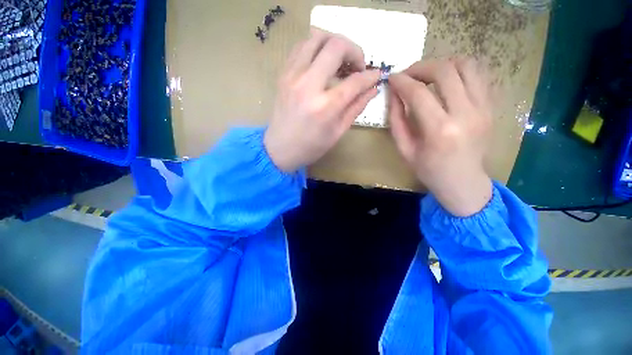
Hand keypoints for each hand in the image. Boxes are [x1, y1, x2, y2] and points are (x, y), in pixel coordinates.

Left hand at [264, 27, 380, 172]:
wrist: (280, 148)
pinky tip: (322, 62)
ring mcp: (292, 76)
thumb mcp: (337, 132)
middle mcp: (308, 85)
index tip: (376, 75)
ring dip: (334, 43)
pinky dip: (316, 47)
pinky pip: (301, 46)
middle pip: (336, 46)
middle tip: (357, 66)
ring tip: (340, 61)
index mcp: (325, 107)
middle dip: (354, 51)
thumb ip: (356, 108)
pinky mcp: (283, 74)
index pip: (355, 81)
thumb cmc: (310, 147)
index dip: (370, 76)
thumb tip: (372, 89)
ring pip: (316, 37)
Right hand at [388, 58, 492, 216]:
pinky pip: (479, 75)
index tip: (391, 78)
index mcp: (439, 130)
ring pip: (467, 65)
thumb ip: (396, 120)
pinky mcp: (491, 106)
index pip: (418, 93)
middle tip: (407, 74)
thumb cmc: (428, 169)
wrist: (463, 181)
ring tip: (427, 74)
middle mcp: (465, 114)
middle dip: (420, 67)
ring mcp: (483, 108)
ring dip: (443, 63)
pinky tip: (446, 80)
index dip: (401, 82)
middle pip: (444, 71)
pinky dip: (460, 70)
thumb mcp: (404, 149)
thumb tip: (393, 94)